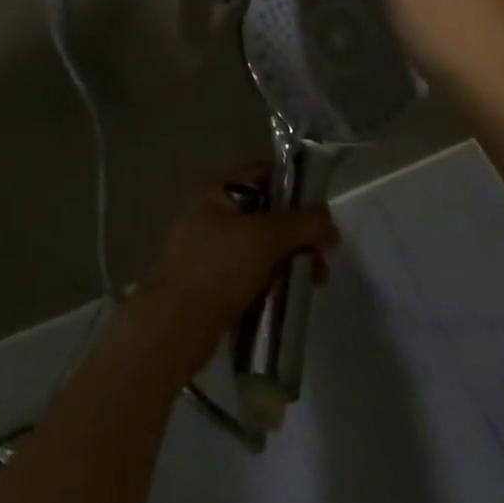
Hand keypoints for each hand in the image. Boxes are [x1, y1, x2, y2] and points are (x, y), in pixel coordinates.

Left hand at [128, 165, 338, 382]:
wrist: (173, 329)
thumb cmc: (217, 269)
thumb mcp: (265, 238)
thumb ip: (303, 223)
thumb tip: (330, 222)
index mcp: (216, 188)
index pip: (265, 173)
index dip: (297, 189)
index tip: (321, 217)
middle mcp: (210, 210)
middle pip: (267, 211)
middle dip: (298, 233)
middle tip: (322, 260)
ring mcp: (208, 246)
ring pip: (261, 244)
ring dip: (289, 258)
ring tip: (311, 282)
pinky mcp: (211, 279)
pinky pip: (250, 269)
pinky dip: (271, 278)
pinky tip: (288, 296)